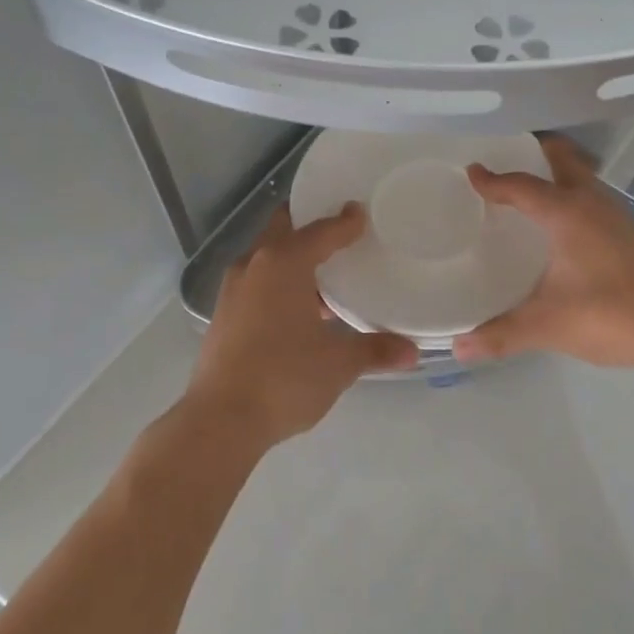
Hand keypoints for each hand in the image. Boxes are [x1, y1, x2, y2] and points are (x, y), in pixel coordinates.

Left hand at [187, 204, 416, 448]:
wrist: (220, 420)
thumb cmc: (285, 378)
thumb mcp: (339, 364)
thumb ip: (376, 351)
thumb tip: (412, 352)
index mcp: (283, 263)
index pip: (321, 231)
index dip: (345, 222)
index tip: (362, 213)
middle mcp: (254, 265)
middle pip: (284, 229)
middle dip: (310, 225)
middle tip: (340, 231)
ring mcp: (233, 290)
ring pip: (267, 257)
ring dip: (293, 257)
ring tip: (326, 274)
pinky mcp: (223, 314)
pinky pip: (257, 281)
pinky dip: (278, 281)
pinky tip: (299, 309)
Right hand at [452, 135, 633, 368]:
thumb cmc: (606, 314)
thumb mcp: (546, 325)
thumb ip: (500, 335)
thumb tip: (457, 349)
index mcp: (566, 213)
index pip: (522, 186)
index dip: (494, 180)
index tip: (472, 172)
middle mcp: (591, 204)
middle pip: (563, 161)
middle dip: (536, 153)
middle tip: (509, 158)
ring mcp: (614, 217)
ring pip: (582, 179)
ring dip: (558, 175)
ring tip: (531, 190)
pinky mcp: (628, 235)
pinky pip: (592, 200)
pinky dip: (572, 198)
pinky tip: (562, 228)